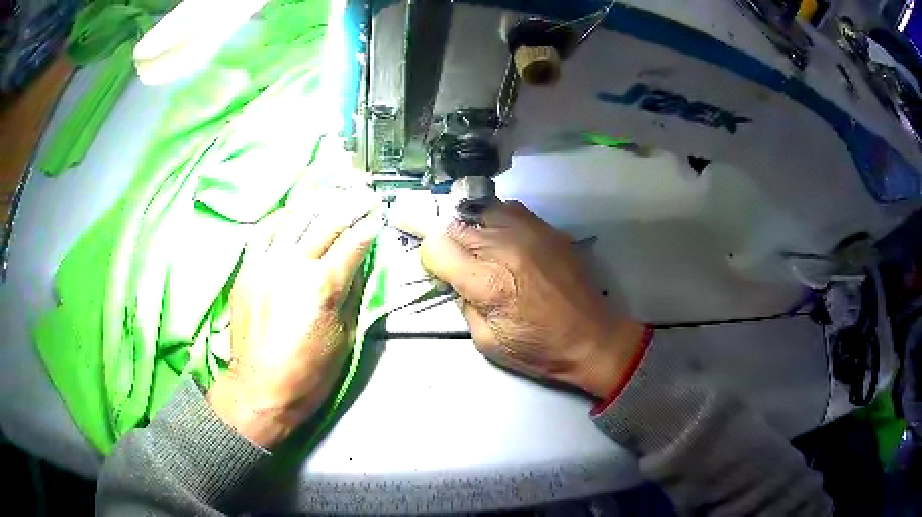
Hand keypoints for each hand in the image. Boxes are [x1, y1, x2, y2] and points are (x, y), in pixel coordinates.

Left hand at [207, 190, 381, 448]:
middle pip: (326, 223)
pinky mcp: (247, 270)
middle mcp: (292, 266)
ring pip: (294, 219)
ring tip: (332, 190)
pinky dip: (280, 217)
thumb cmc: (308, 374)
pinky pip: (262, 232)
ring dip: (317, 201)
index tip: (379, 216)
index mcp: (322, 286)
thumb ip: (352, 295)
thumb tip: (357, 265)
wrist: (259, 389)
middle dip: (350, 204)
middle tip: (364, 194)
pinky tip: (291, 210)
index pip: (352, 244)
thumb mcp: (344, 339)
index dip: (369, 227)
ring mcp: (265, 264)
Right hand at [419, 200, 644, 397]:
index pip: (436, 246)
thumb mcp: (486, 341)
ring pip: (481, 209)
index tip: (437, 270)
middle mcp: (505, 246)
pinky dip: (498, 221)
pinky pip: (510, 210)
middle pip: (455, 225)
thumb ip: (463, 303)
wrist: (593, 337)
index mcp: (487, 282)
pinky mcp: (549, 229)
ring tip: (480, 247)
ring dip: (472, 227)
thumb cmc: (539, 348)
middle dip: (448, 242)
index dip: (430, 258)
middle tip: (457, 262)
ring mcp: (530, 231)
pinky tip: (505, 239)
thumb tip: (456, 279)